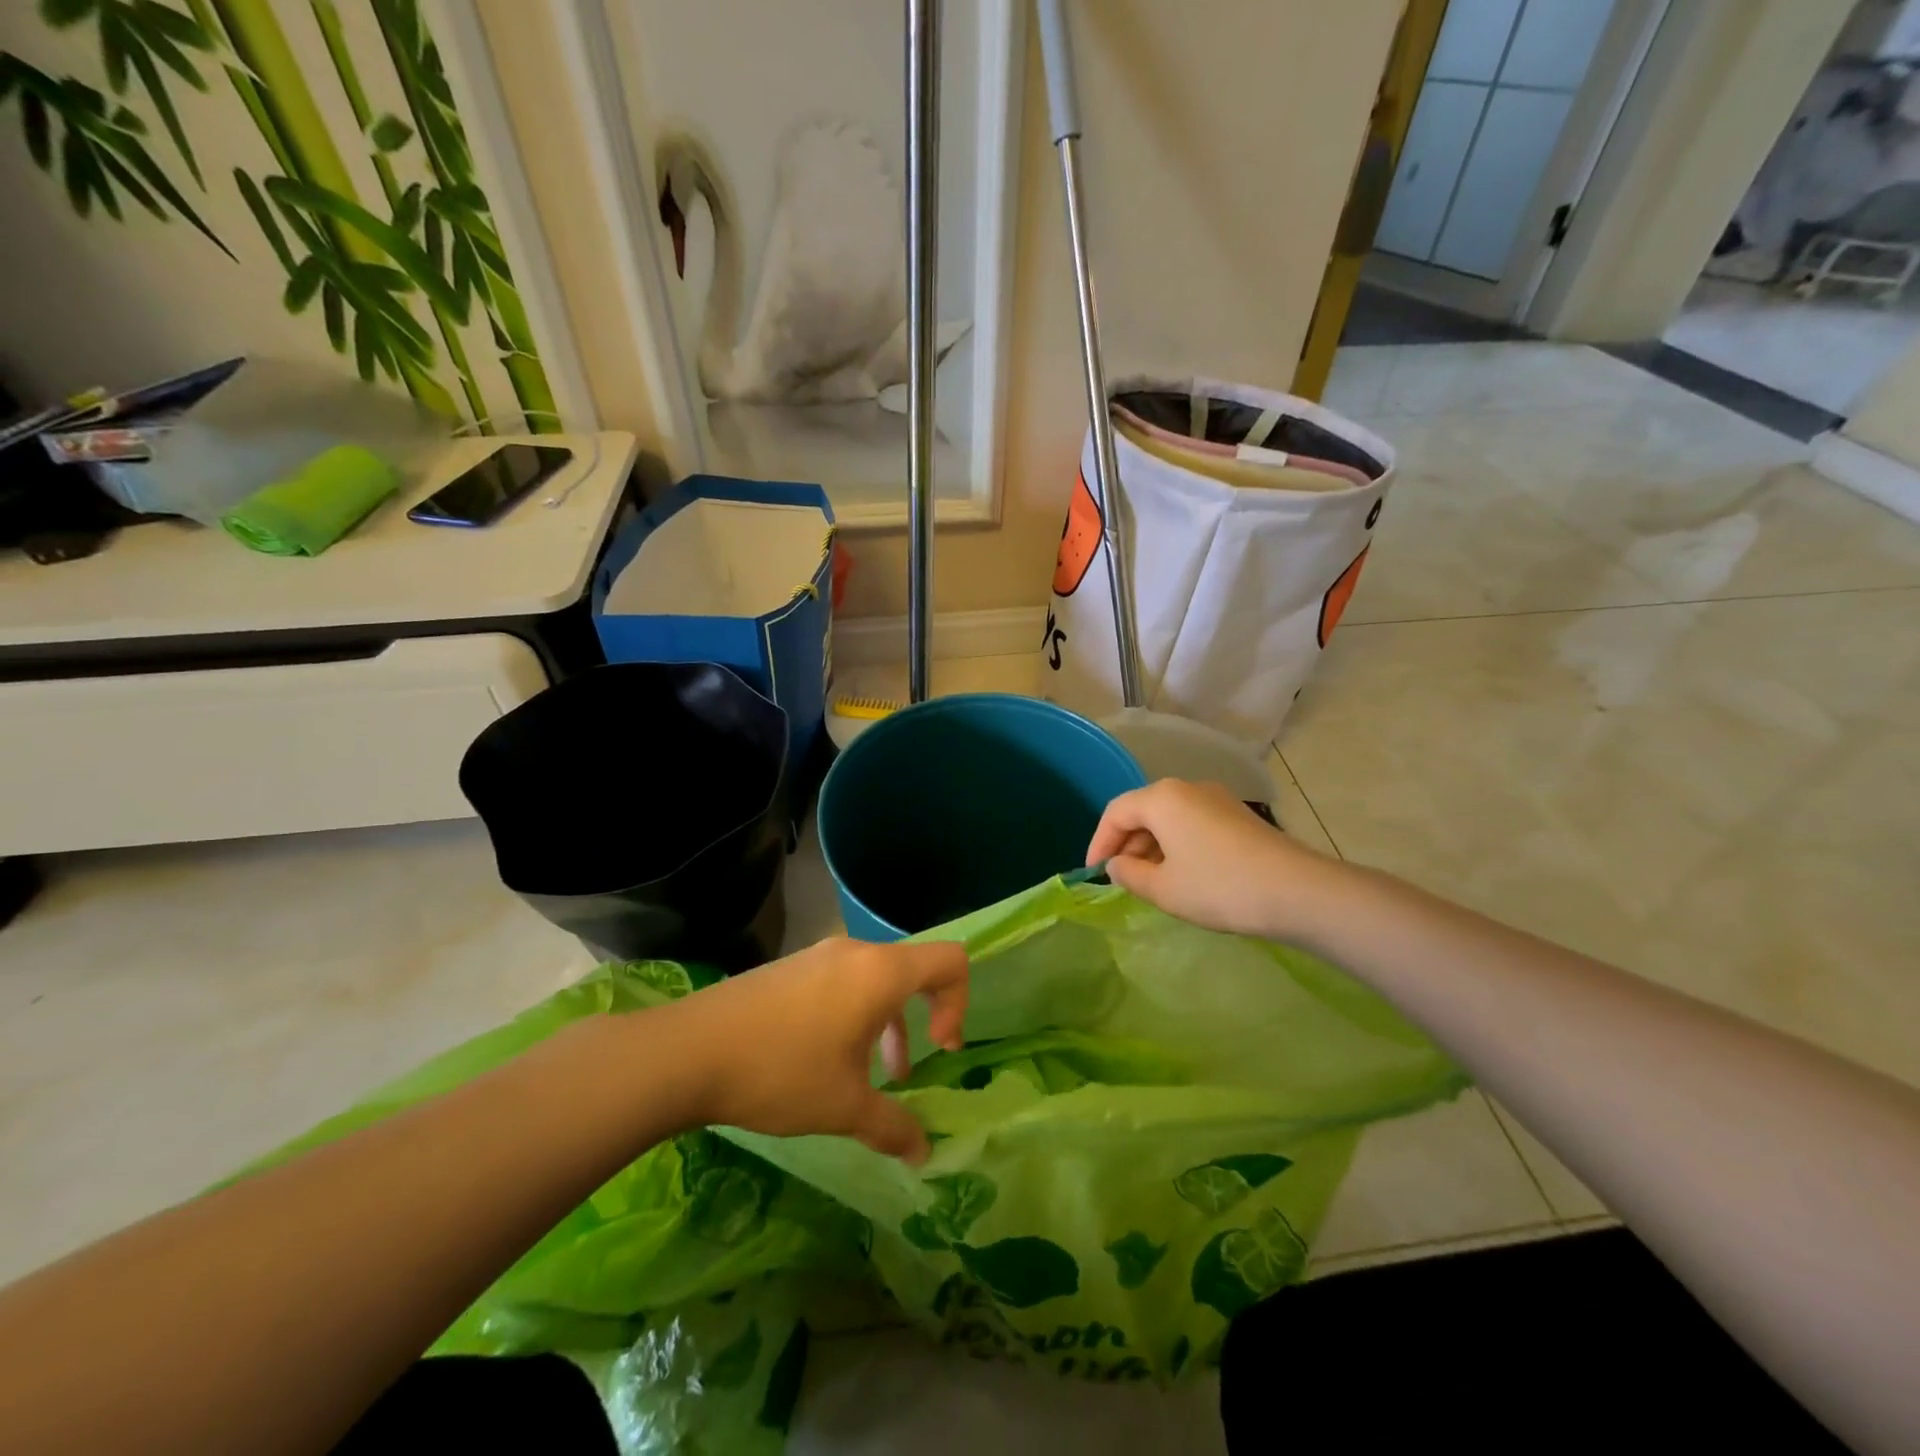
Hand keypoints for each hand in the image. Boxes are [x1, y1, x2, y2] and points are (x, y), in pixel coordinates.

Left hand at [664, 937, 967, 1163]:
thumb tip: (924, 1154)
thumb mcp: (844, 1107)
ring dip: (886, 1023)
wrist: (688, 1052)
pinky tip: (826, 1061)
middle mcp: (855, 953)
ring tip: (872, 1075)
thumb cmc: (781, 1072)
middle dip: (921, 1020)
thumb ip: (894, 1128)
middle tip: (909, 1070)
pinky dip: (854, 1015)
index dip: (958, 1004)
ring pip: (875, 980)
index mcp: (880, 973)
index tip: (940, 1049)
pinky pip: (842, 982)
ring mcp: (818, 956)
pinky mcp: (790, 968)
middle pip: (912, 970)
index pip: (949, 961)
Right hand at [1087, 779, 1342, 940]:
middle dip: (1126, 844)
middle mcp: (1187, 788)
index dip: (1098, 842)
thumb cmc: (1219, 887)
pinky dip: (1177, 845)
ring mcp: (1217, 799)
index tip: (1093, 873)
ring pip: (1169, 818)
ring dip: (1152, 846)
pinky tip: (1184, 874)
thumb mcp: (1163, 888)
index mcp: (1162, 798)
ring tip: (1151, 881)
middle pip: (1143, 810)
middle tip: (1122, 879)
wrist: (1298, 891)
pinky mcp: (1238, 816)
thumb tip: (1116, 865)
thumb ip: (1129, 875)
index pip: (1115, 812)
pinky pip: (1193, 823)